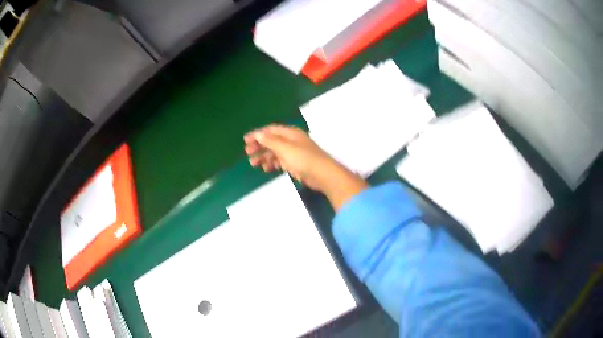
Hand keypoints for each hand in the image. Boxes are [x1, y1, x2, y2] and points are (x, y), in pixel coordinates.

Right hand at [244, 125, 333, 190]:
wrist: (322, 174)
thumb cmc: (303, 158)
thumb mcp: (285, 148)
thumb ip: (270, 141)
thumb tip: (258, 134)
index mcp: (290, 133)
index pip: (270, 130)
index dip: (257, 134)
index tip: (245, 141)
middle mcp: (291, 141)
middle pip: (272, 141)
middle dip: (259, 146)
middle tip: (247, 153)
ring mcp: (294, 153)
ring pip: (275, 152)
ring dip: (264, 156)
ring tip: (253, 163)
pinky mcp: (295, 164)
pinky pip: (280, 161)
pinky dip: (272, 163)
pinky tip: (265, 168)